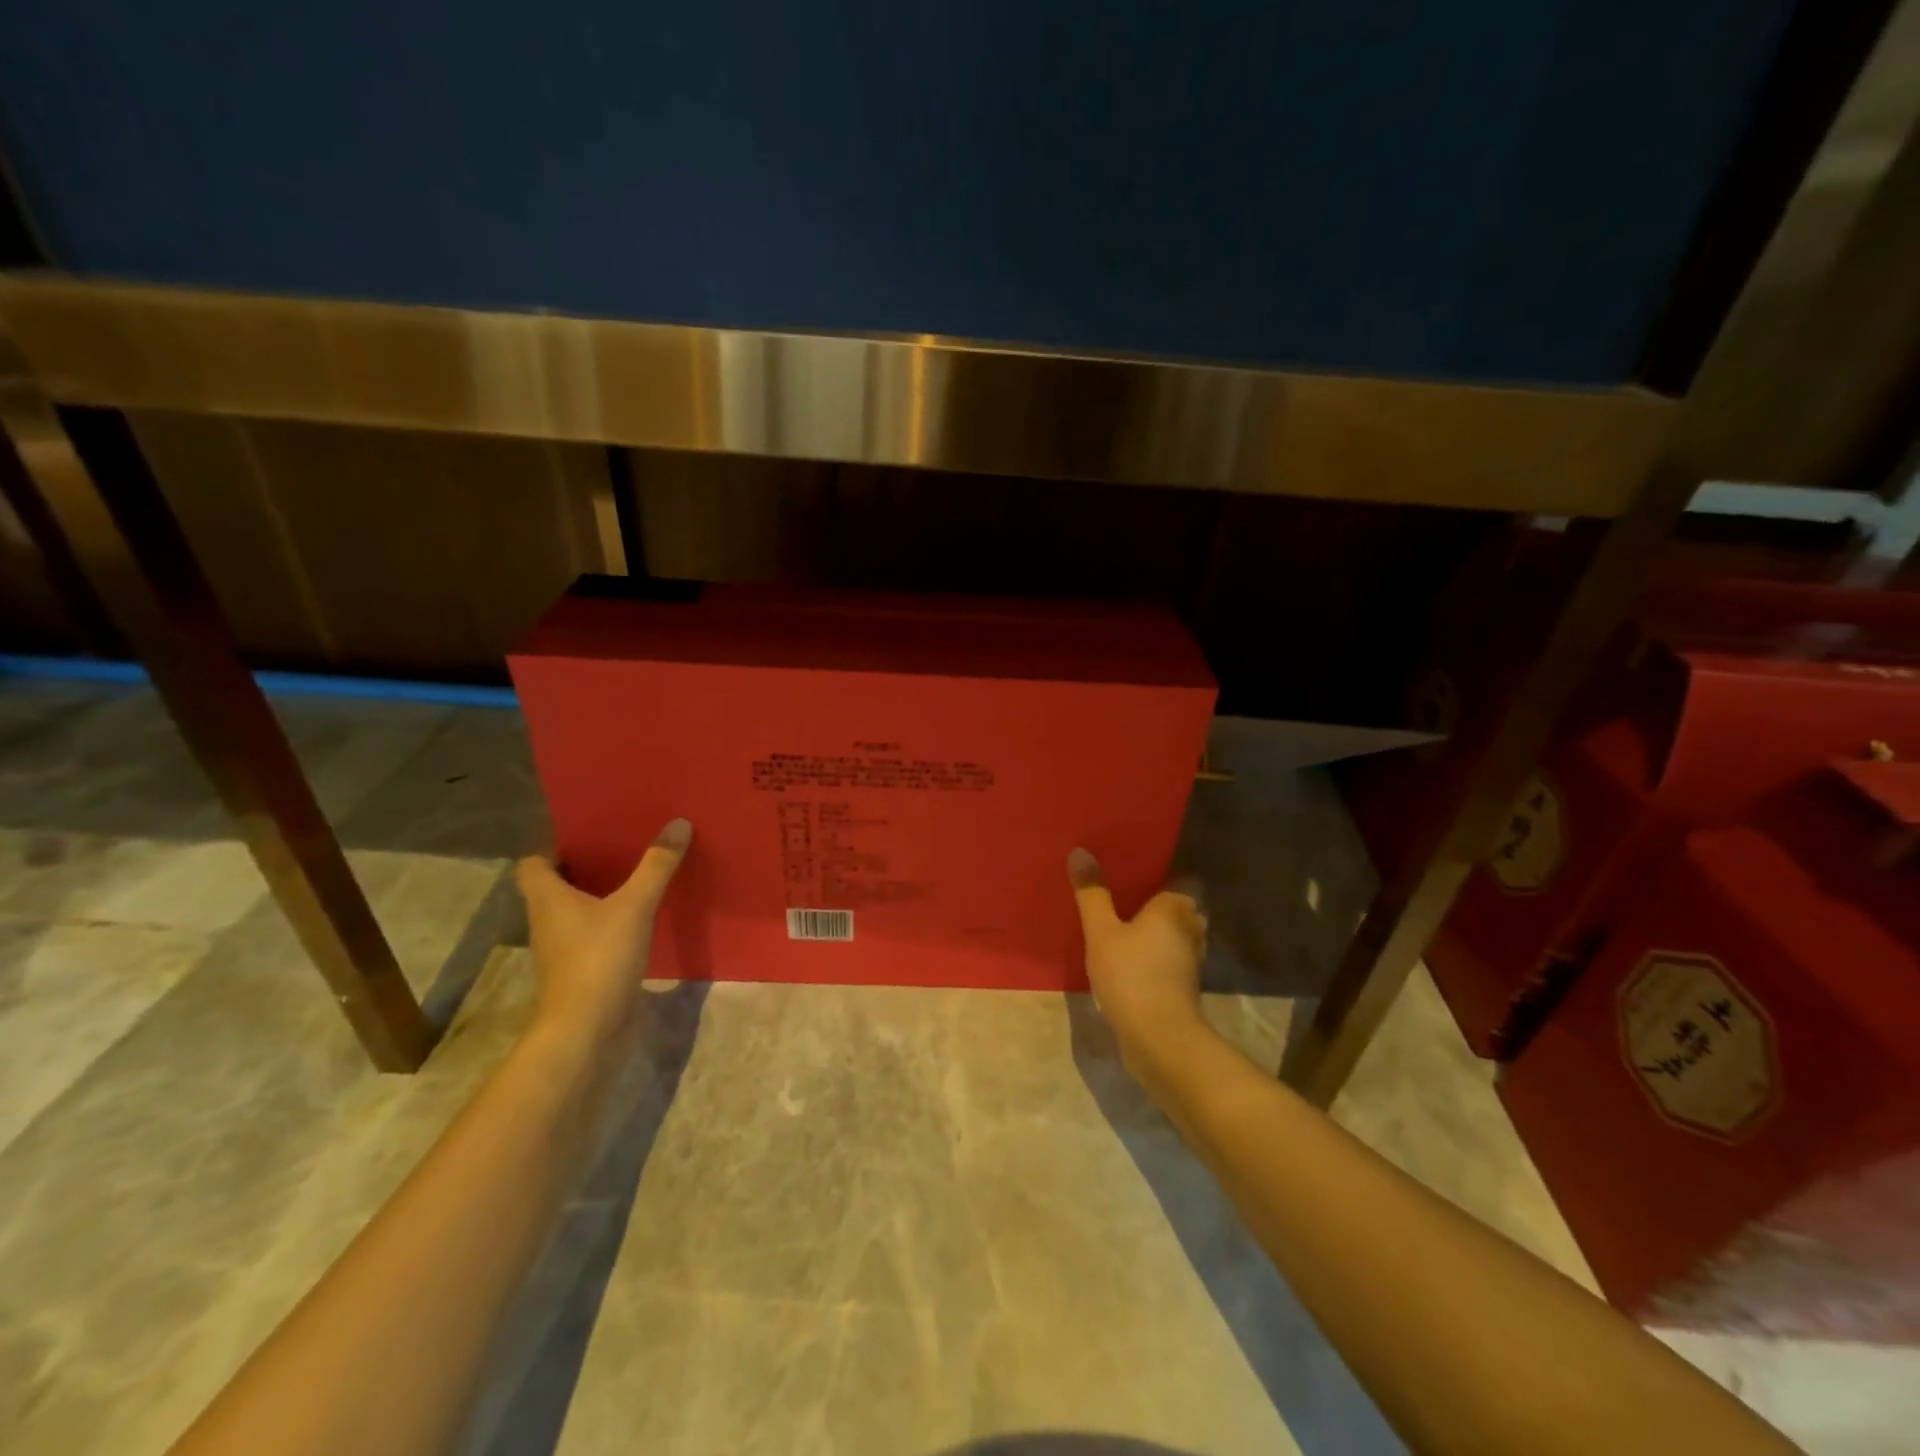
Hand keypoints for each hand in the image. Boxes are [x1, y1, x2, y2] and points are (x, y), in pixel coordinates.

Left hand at [515, 818, 691, 1055]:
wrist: (585, 1029)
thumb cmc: (599, 959)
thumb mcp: (634, 906)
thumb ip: (656, 866)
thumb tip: (678, 823)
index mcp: (547, 898)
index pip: (532, 863)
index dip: (553, 846)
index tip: (587, 833)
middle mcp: (547, 920)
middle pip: (554, 884)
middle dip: (583, 865)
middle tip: (620, 846)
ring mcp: (561, 948)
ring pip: (574, 910)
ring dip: (597, 893)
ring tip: (634, 874)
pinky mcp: (580, 969)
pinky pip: (591, 933)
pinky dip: (609, 921)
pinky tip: (639, 917)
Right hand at [1067, 847, 1208, 1093]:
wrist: (1159, 1039)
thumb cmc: (1131, 975)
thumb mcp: (1101, 932)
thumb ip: (1092, 893)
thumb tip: (1080, 852)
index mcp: (1175, 908)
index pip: (1179, 881)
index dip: (1160, 876)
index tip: (1134, 874)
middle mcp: (1191, 929)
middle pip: (1179, 909)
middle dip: (1158, 905)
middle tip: (1123, 898)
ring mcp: (1191, 961)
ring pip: (1175, 936)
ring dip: (1156, 933)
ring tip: (1123, 928)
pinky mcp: (1183, 987)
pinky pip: (1169, 960)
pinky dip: (1155, 957)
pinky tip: (1130, 960)